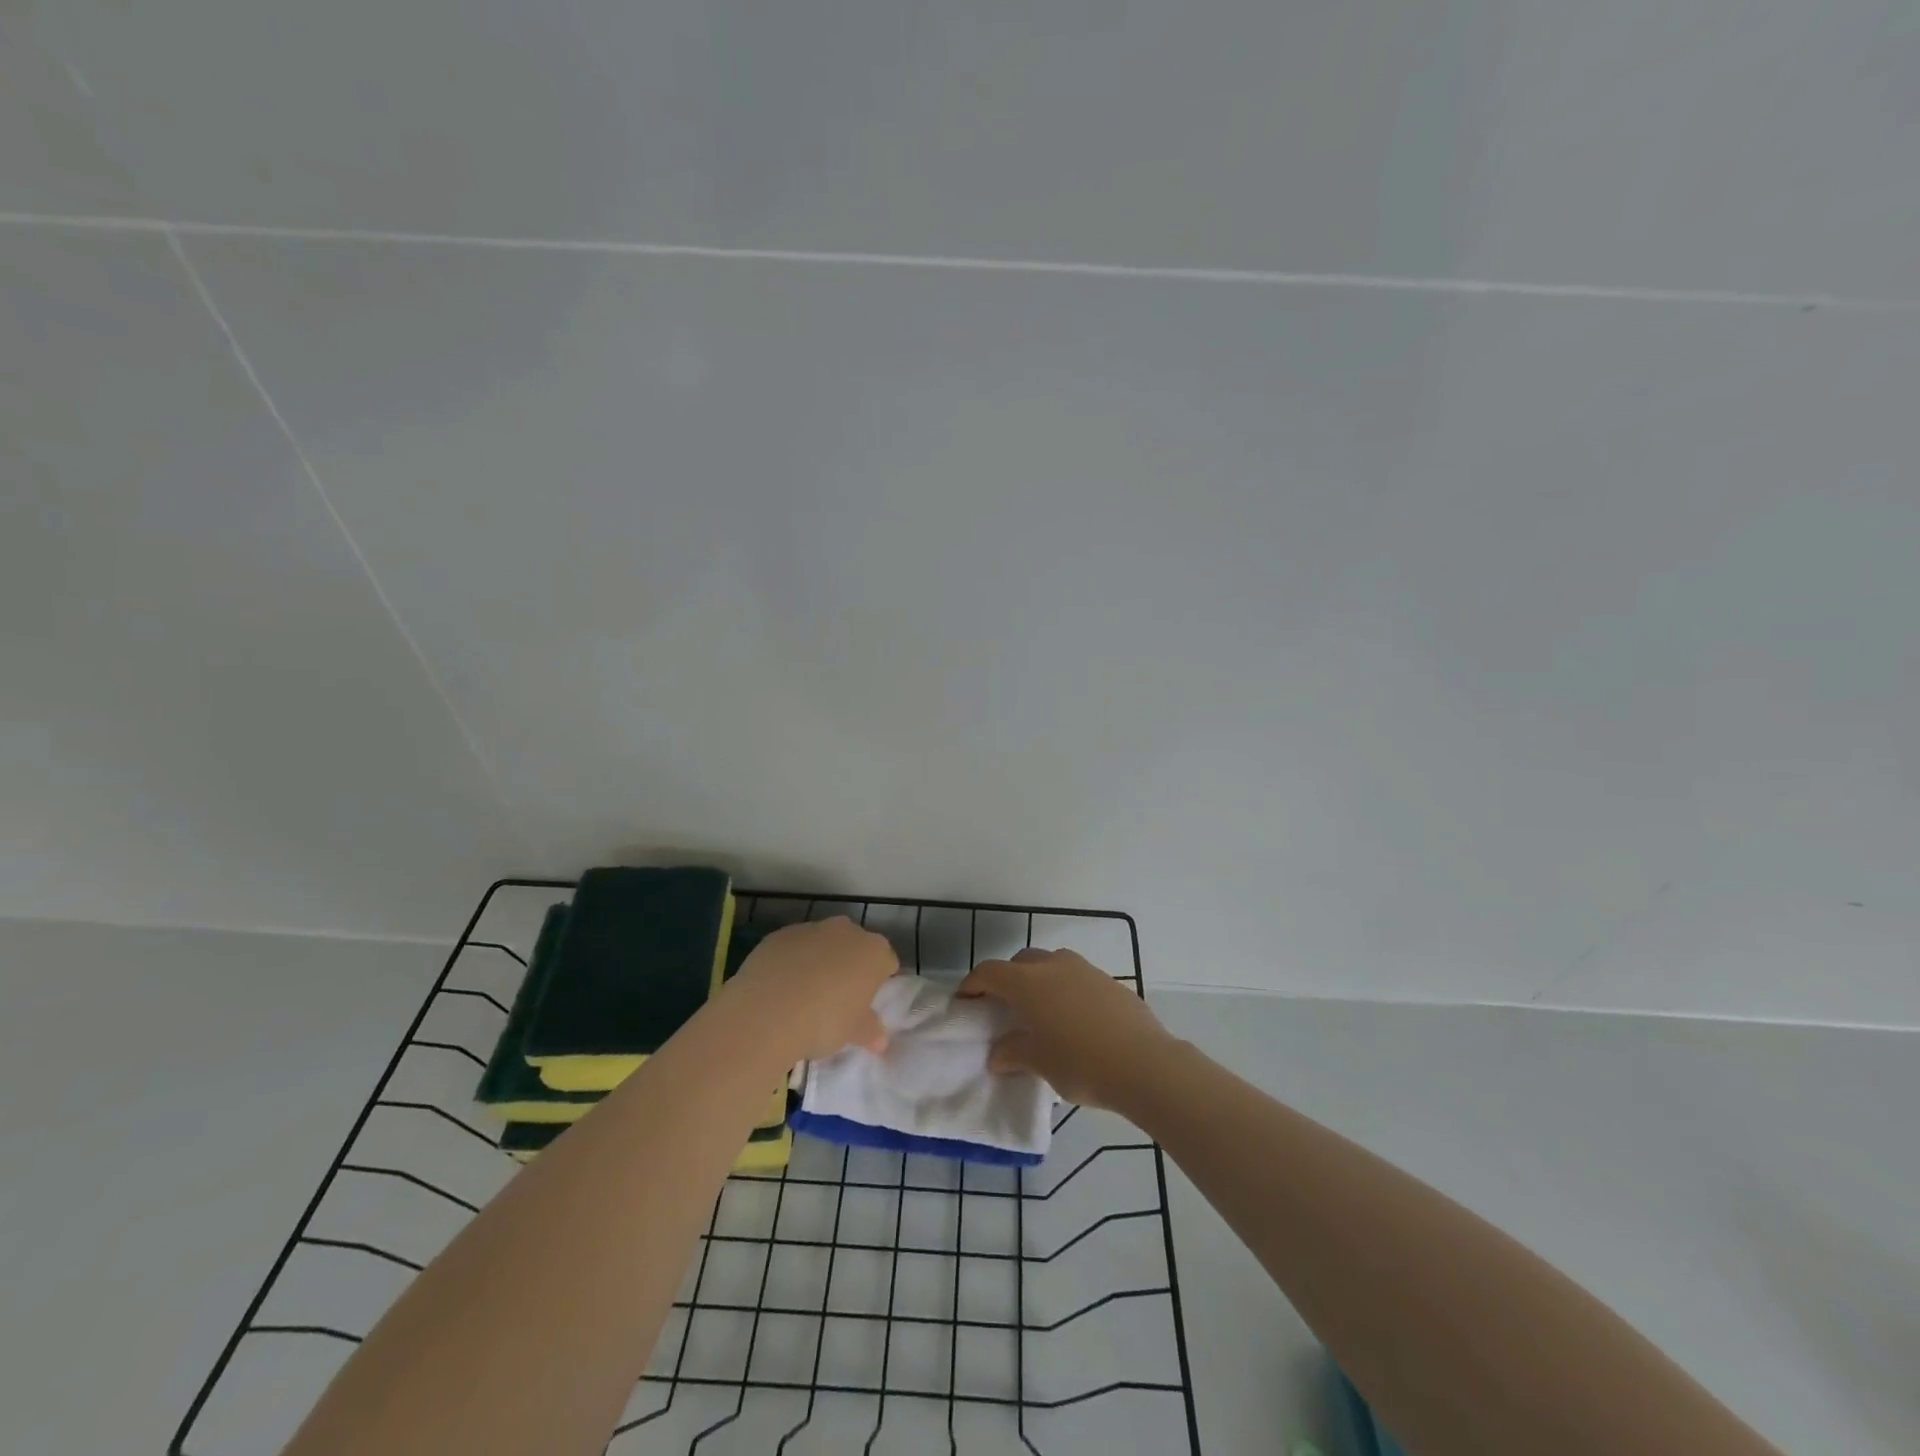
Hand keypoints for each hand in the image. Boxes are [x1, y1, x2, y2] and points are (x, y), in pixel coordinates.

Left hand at [722, 917, 898, 1061]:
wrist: (768, 1011)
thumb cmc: (824, 1021)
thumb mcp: (853, 1032)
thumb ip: (870, 1031)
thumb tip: (881, 1040)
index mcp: (873, 951)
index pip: (887, 961)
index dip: (879, 980)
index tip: (867, 1000)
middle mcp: (846, 931)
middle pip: (855, 945)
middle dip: (850, 965)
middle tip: (839, 996)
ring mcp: (811, 929)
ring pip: (823, 943)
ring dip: (820, 960)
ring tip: (805, 993)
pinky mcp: (779, 935)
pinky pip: (793, 947)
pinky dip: (792, 961)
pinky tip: (781, 986)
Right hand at [958, 947, 1174, 1108]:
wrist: (1144, 1063)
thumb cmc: (1081, 1063)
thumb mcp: (1040, 1063)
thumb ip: (1013, 1053)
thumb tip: (998, 1054)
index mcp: (1029, 982)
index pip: (990, 972)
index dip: (973, 984)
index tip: (965, 1001)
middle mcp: (1054, 966)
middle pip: (1021, 962)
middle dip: (1007, 979)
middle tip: (1003, 1007)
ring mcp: (1085, 969)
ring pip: (1051, 964)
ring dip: (1039, 980)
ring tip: (1040, 1011)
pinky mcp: (1109, 981)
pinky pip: (1077, 977)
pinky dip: (1065, 989)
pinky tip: (1074, 1019)